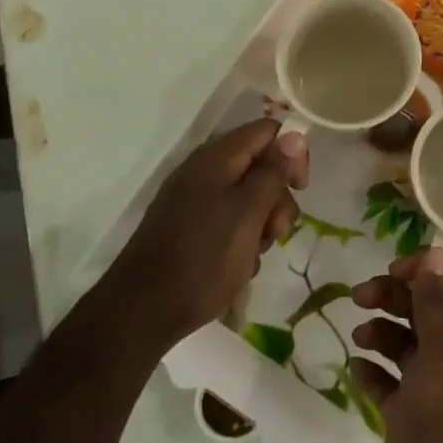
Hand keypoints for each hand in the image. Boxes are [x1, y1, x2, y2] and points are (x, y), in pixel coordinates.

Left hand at [109, 120, 307, 347]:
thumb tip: (294, 135)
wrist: (142, 311)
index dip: (292, 153)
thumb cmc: (203, 258)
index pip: (267, 131)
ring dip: (261, 224)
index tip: (300, 188)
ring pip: (247, 198)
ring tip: (253, 256)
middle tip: (277, 232)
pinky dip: (241, 240)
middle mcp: (203, 171)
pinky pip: (228, 221)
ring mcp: (192, 200)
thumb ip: (273, 172)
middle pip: (259, 166)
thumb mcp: (249, 213)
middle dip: (277, 198)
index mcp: (216, 158)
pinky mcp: (188, 227)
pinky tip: (237, 267)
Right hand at [350, 249, 442, 442]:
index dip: (424, 267)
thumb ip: (438, 303)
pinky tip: (355, 370)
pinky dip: (369, 371)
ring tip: (358, 336)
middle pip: (421, 306)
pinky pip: (385, 382)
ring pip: (401, 342)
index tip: (391, 271)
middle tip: (359, 297)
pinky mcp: (405, 417)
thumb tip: (438, 252)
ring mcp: (427, 387)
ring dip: (379, 330)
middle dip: (392, 294)